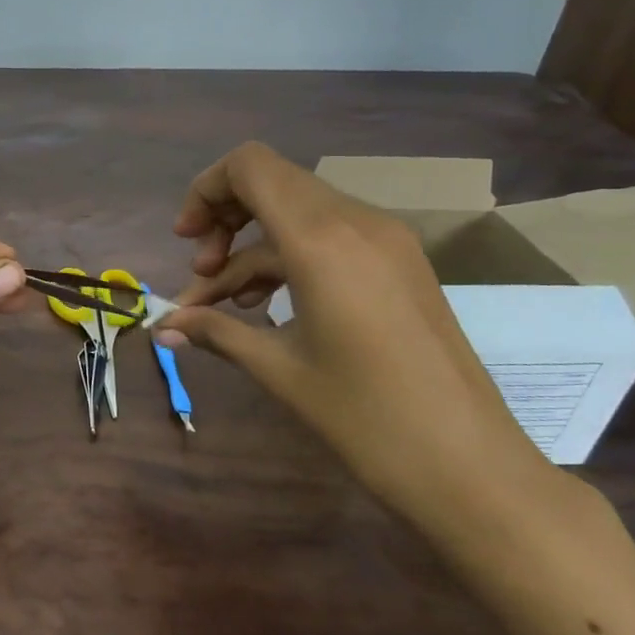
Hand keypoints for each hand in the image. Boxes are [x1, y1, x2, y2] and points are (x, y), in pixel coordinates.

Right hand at [161, 141, 562, 536]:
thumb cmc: (366, 418)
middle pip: (271, 182)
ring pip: (297, 212)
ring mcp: (386, 241)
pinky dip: (288, 258)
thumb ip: (216, 332)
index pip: (250, 167)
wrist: (471, 468)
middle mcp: (357, 222)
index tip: (186, 242)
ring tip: (226, 302)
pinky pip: (328, 237)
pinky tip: (268, 306)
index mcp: (322, 240)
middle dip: (224, 218)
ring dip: (252, 246)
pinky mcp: (399, 264)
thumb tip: (163, 326)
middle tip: (201, 271)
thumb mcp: (278, 370)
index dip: (206, 190)